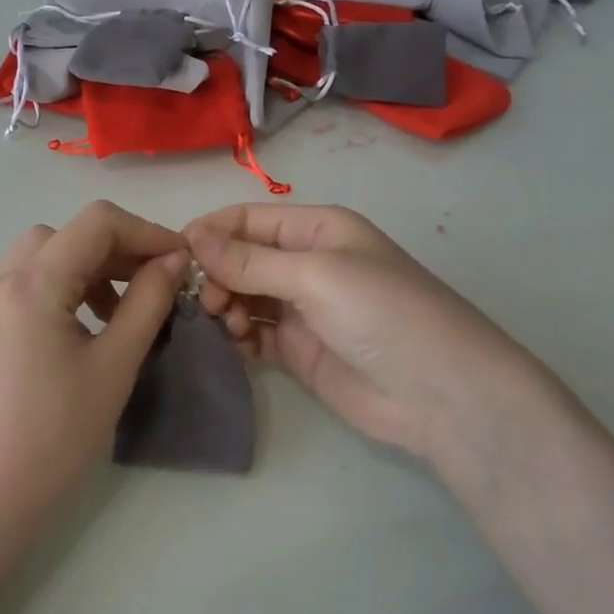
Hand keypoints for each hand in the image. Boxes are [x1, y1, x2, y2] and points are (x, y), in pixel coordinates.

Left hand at [0, 201, 189, 522]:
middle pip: (64, 236)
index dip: (144, 231)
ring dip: (84, 268)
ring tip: (119, 309)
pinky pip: (21, 285)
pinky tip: (81, 324)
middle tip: (153, 283)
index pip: (94, 223)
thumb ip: (148, 300)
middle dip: (114, 250)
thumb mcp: (115, 363)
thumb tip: (174, 259)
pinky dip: (57, 288)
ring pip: (40, 257)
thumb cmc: (59, 435)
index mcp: (29, 285)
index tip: (179, 259)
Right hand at [186, 204, 534, 465]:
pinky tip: (238, 347)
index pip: (249, 219)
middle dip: (217, 274)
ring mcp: (301, 309)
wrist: (438, 394)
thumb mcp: (316, 275)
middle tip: (208, 302)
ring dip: (224, 306)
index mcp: (317, 230)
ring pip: (242, 296)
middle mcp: (306, 264)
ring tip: (225, 324)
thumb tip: (192, 237)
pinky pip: (252, 333)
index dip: (211, 232)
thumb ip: (250, 260)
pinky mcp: (297, 350)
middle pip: (241, 258)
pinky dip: (237, 337)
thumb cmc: (382, 314)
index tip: (176, 255)